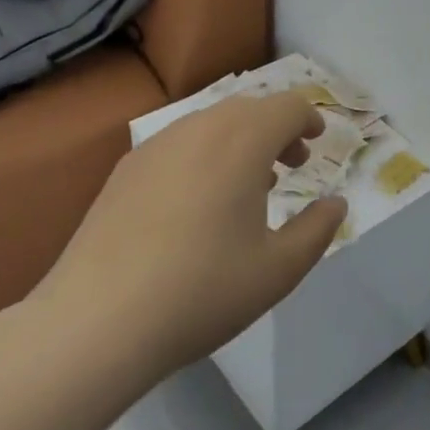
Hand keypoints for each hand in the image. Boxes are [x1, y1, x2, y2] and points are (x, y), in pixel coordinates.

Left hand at [31, 91, 345, 390]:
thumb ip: (318, 229)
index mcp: (244, 140)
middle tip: (291, 166)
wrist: (94, 323)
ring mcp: (157, 146)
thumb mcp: (279, 270)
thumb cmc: (201, 291)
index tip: (317, 143)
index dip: (309, 119)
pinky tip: (197, 204)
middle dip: (278, 129)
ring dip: (241, 141)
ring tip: (247, 187)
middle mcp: (201, 128)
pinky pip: (179, 144)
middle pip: (251, 108)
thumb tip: (335, 203)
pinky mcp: (125, 170)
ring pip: (212, 123)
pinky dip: (204, 155)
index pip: (288, 106)